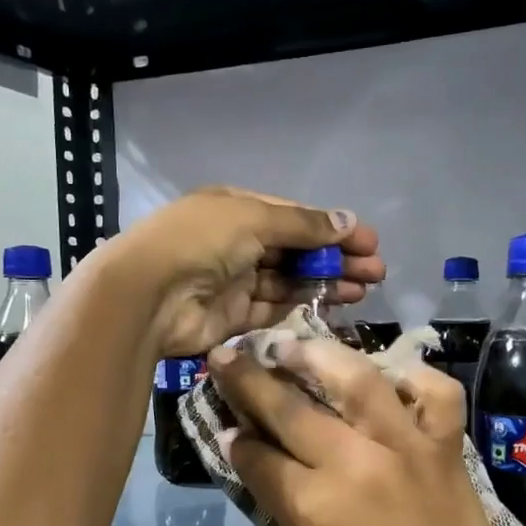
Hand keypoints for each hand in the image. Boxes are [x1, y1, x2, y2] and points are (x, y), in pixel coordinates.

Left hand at [100, 189, 383, 356]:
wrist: (148, 295)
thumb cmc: (200, 242)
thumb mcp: (253, 218)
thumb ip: (303, 224)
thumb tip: (348, 220)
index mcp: (237, 209)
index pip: (295, 218)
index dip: (333, 229)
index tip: (370, 242)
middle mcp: (237, 243)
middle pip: (296, 250)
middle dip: (337, 258)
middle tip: (376, 272)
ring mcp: (235, 281)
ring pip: (290, 281)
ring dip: (326, 283)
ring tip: (364, 290)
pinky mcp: (234, 316)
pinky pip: (275, 309)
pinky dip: (303, 307)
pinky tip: (333, 307)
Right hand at [209, 337, 525, 525]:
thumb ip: (280, 505)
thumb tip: (253, 456)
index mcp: (312, 506)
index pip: (257, 455)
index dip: (236, 438)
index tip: (226, 422)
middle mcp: (353, 463)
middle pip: (290, 408)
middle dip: (249, 379)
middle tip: (228, 356)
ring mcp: (405, 447)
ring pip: (356, 379)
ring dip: (317, 354)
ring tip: (292, 344)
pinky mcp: (446, 446)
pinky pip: (434, 393)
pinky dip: (414, 378)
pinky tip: (390, 377)